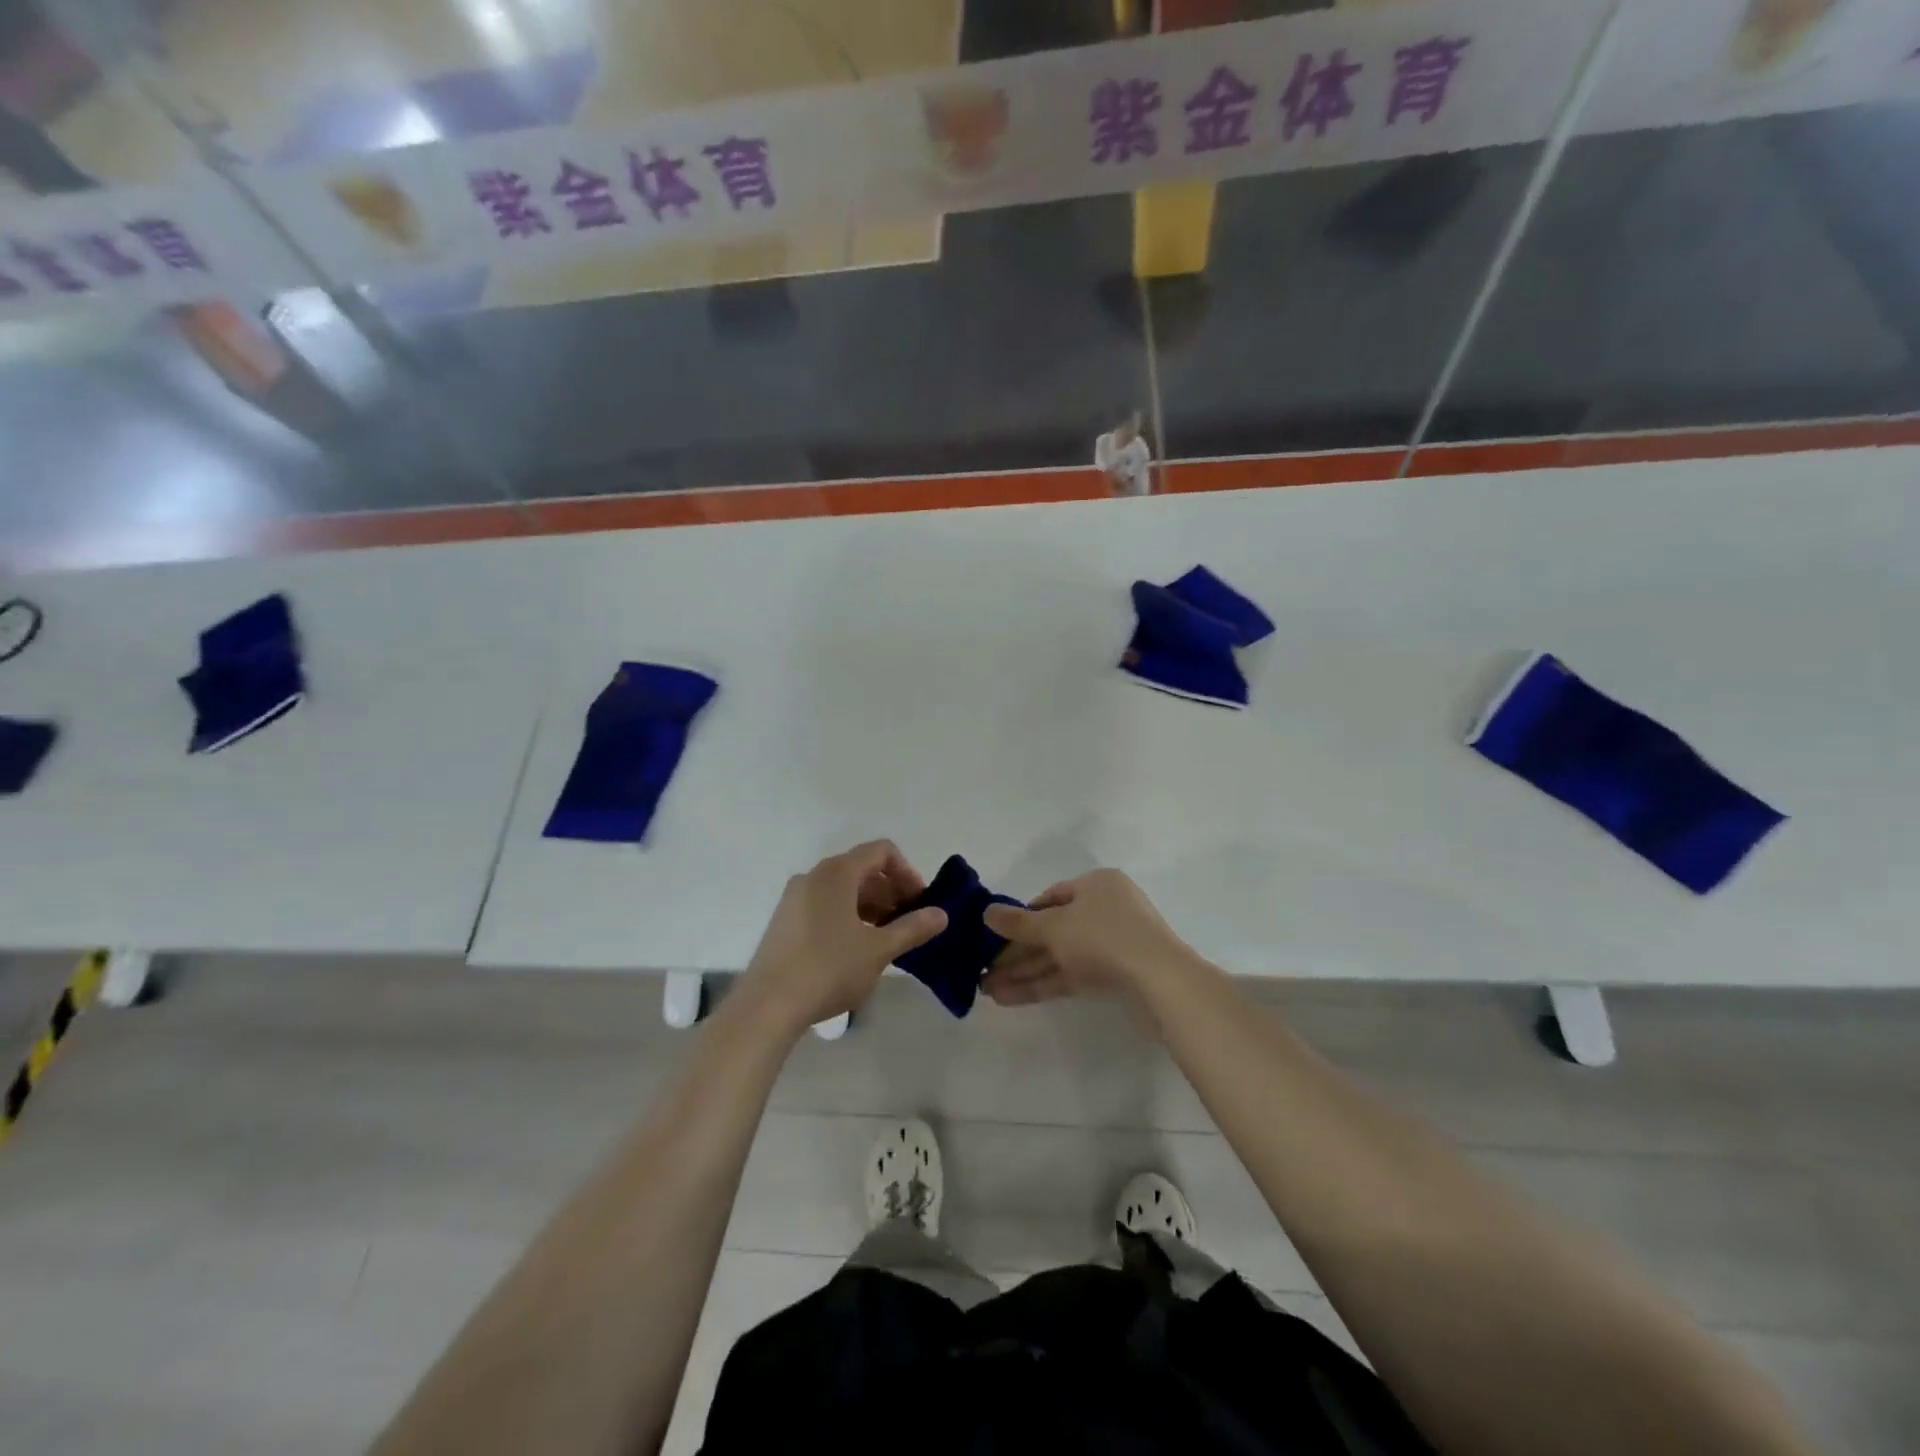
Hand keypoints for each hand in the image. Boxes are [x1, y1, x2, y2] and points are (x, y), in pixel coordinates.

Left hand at [739, 841, 947, 1032]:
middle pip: (862, 868)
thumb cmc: (828, 969)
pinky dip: (848, 915)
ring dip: (871, 905)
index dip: (907, 871)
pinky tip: (856, 948)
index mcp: (837, 872)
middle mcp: (814, 875)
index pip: (882, 851)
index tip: (919, 902)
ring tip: (886, 938)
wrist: (767, 1005)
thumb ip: (913, 928)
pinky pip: (825, 904)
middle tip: (908, 923)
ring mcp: (795, 897)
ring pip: (843, 889)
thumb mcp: (879, 950)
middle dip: (891, 891)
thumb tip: (942, 914)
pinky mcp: (785, 920)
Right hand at [980, 869, 1199, 1005]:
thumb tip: (986, 913)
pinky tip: (1009, 998)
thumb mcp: (1054, 926)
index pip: (1050, 897)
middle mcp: (1105, 910)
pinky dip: (1042, 984)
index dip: (1020, 916)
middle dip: (1016, 952)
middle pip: (1052, 930)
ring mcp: (1112, 944)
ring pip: (1059, 956)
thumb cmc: (1104, 937)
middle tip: (983, 969)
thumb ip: (1018, 923)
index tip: (994, 936)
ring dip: (1023, 972)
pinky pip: (1070, 976)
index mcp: (1096, 885)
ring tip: (987, 991)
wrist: (1161, 982)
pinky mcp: (1114, 976)